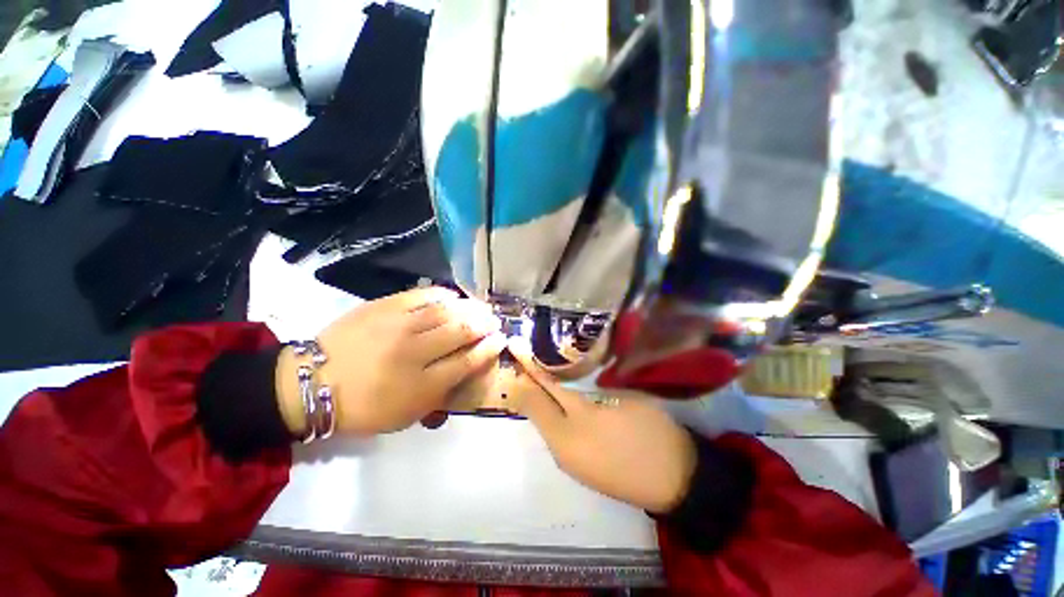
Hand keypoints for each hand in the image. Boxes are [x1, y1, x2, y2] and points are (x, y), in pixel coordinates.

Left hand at [276, 287, 506, 434]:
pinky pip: (423, 294)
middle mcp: (415, 351)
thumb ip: (442, 393)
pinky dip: (444, 295)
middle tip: (494, 321)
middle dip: (485, 324)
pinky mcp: (384, 306)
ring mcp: (399, 325)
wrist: (313, 383)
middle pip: (463, 331)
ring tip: (481, 307)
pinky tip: (453, 297)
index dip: (489, 348)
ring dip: (471, 307)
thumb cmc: (364, 406)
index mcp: (421, 385)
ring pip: (447, 310)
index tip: (501, 339)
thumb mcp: (408, 415)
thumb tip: (468, 367)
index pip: (468, 361)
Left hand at [508, 338, 696, 512]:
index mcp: (579, 421)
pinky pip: (552, 437)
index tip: (514, 347)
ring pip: (540, 423)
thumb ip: (589, 392)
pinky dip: (548, 417)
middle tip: (520, 361)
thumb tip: (567, 386)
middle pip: (533, 408)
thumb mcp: (622, 399)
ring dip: (535, 400)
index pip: (544, 387)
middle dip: (524, 382)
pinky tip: (554, 406)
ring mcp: (566, 460)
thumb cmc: (651, 431)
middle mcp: (563, 444)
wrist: (675, 482)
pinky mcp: (574, 470)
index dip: (528, 365)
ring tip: (535, 378)